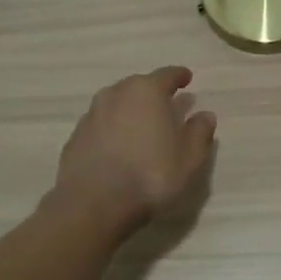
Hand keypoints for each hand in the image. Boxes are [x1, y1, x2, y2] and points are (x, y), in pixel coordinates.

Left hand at [52, 66, 215, 233]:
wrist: (93, 204)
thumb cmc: (150, 175)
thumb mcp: (189, 158)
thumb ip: (200, 132)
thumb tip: (205, 115)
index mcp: (146, 92)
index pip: (167, 75)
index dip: (179, 76)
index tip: (187, 78)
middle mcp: (116, 94)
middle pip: (138, 86)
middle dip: (153, 93)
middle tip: (165, 106)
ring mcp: (91, 115)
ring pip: (116, 104)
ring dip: (130, 111)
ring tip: (141, 127)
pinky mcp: (75, 138)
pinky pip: (100, 126)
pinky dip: (112, 130)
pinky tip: (118, 148)